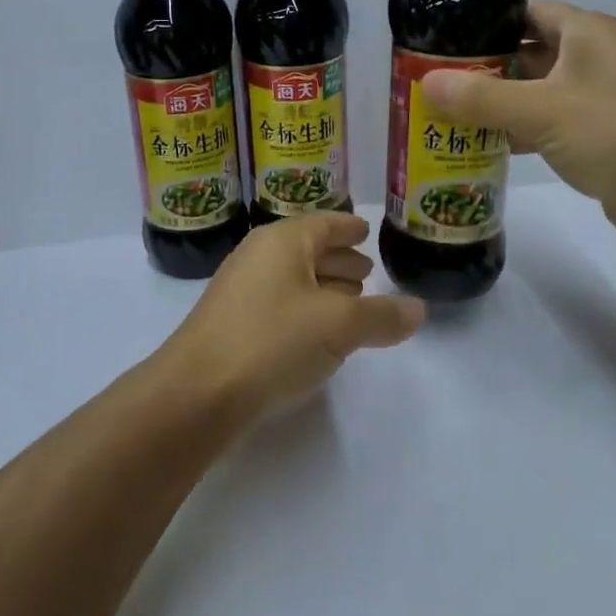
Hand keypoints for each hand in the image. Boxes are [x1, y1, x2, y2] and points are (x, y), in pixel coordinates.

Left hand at [155, 213, 425, 421]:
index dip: (348, 227)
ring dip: (322, 286)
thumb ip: (381, 316)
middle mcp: (258, 256)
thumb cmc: (272, 340)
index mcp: (282, 241)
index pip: (323, 223)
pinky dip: (303, 309)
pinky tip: (316, 334)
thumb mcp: (338, 326)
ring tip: (350, 301)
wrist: (196, 392)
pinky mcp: (230, 324)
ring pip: (292, 278)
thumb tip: (418, 309)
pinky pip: (278, 303)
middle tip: (367, 271)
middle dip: (338, 259)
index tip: (367, 230)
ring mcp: (239, 290)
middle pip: (306, 249)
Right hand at [420, 1, 615, 245]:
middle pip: (529, 53)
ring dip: (500, 103)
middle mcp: (596, 58)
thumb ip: (480, 96)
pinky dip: (521, 131)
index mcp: (588, 33)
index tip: (445, 40)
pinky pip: (551, 123)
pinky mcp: (602, 135)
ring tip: (449, 113)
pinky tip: (485, 145)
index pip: (529, 13)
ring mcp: (601, 98)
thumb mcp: (539, 109)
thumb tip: (427, 83)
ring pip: (538, 91)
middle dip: (486, 68)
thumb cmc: (613, 131)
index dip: (488, 23)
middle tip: (438, 81)